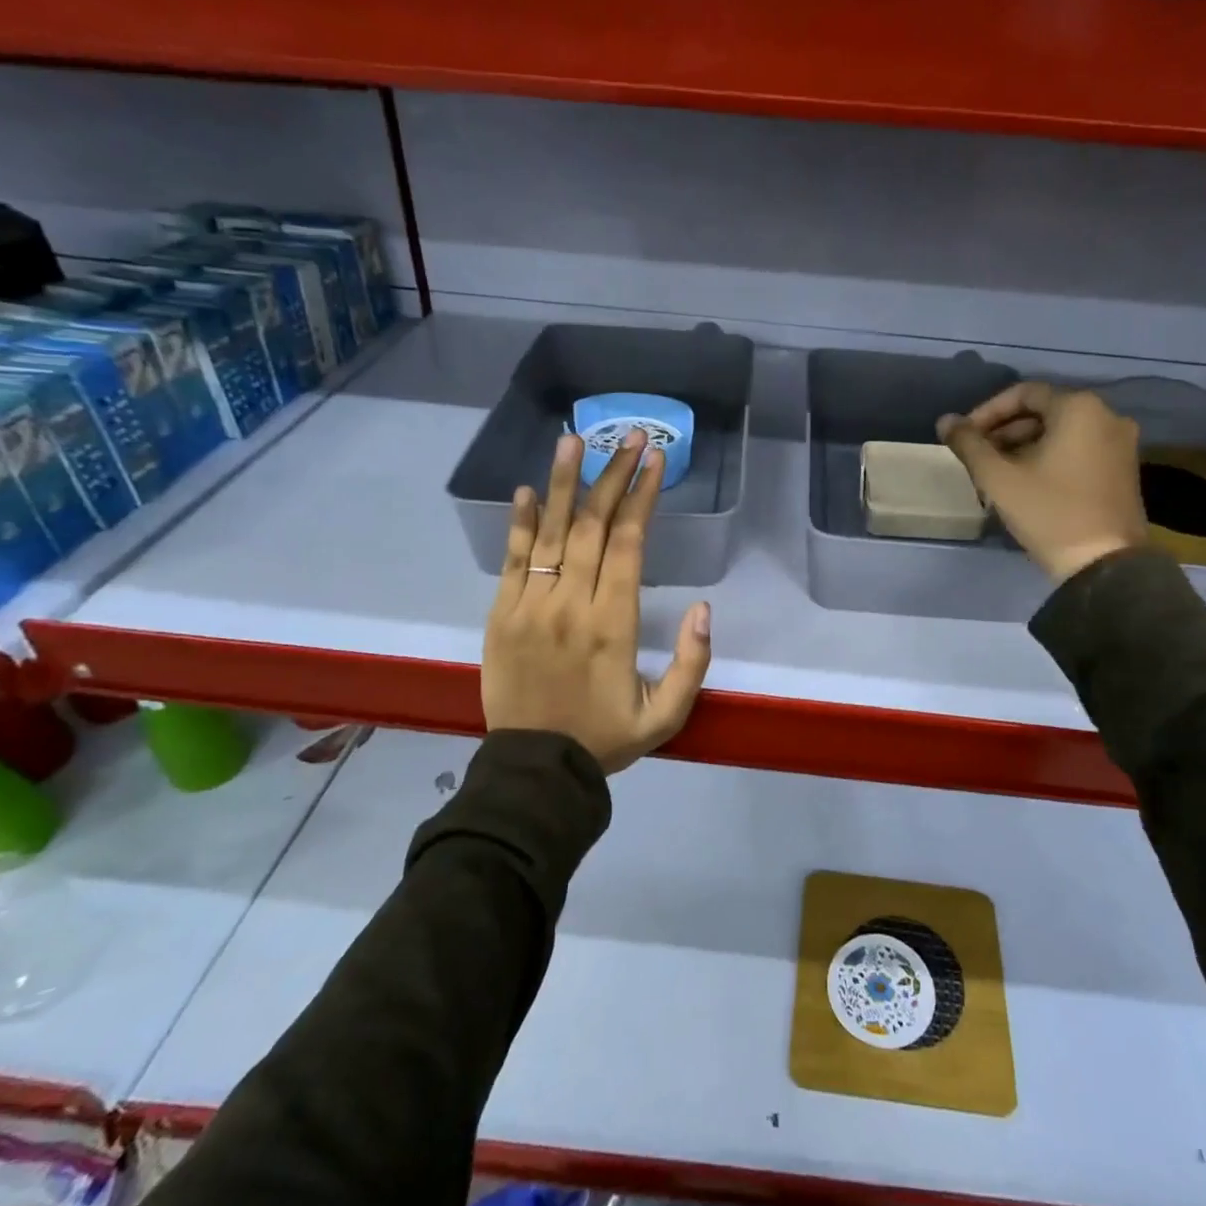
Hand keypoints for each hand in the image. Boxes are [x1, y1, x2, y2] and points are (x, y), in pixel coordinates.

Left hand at [482, 429, 711, 775]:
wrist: (534, 770)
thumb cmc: (605, 738)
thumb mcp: (666, 715)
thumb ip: (692, 662)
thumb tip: (704, 608)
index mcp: (612, 623)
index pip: (628, 543)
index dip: (641, 495)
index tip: (654, 458)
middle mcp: (570, 603)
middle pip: (592, 525)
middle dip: (612, 474)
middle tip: (628, 435)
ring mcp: (530, 606)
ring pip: (550, 532)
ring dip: (564, 483)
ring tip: (573, 439)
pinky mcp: (501, 615)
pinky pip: (512, 560)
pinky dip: (521, 523)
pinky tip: (529, 490)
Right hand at [938, 382, 1148, 582]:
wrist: (1103, 564)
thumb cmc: (1049, 512)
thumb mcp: (998, 478)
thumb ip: (969, 444)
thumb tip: (945, 420)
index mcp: (1079, 408)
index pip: (1023, 393)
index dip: (987, 412)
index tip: (965, 436)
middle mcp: (1107, 416)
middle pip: (1044, 412)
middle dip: (1005, 431)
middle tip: (977, 456)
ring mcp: (1120, 444)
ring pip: (1061, 432)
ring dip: (1024, 446)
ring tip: (996, 473)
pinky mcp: (1123, 469)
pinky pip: (1079, 449)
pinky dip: (1049, 457)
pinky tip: (1026, 482)